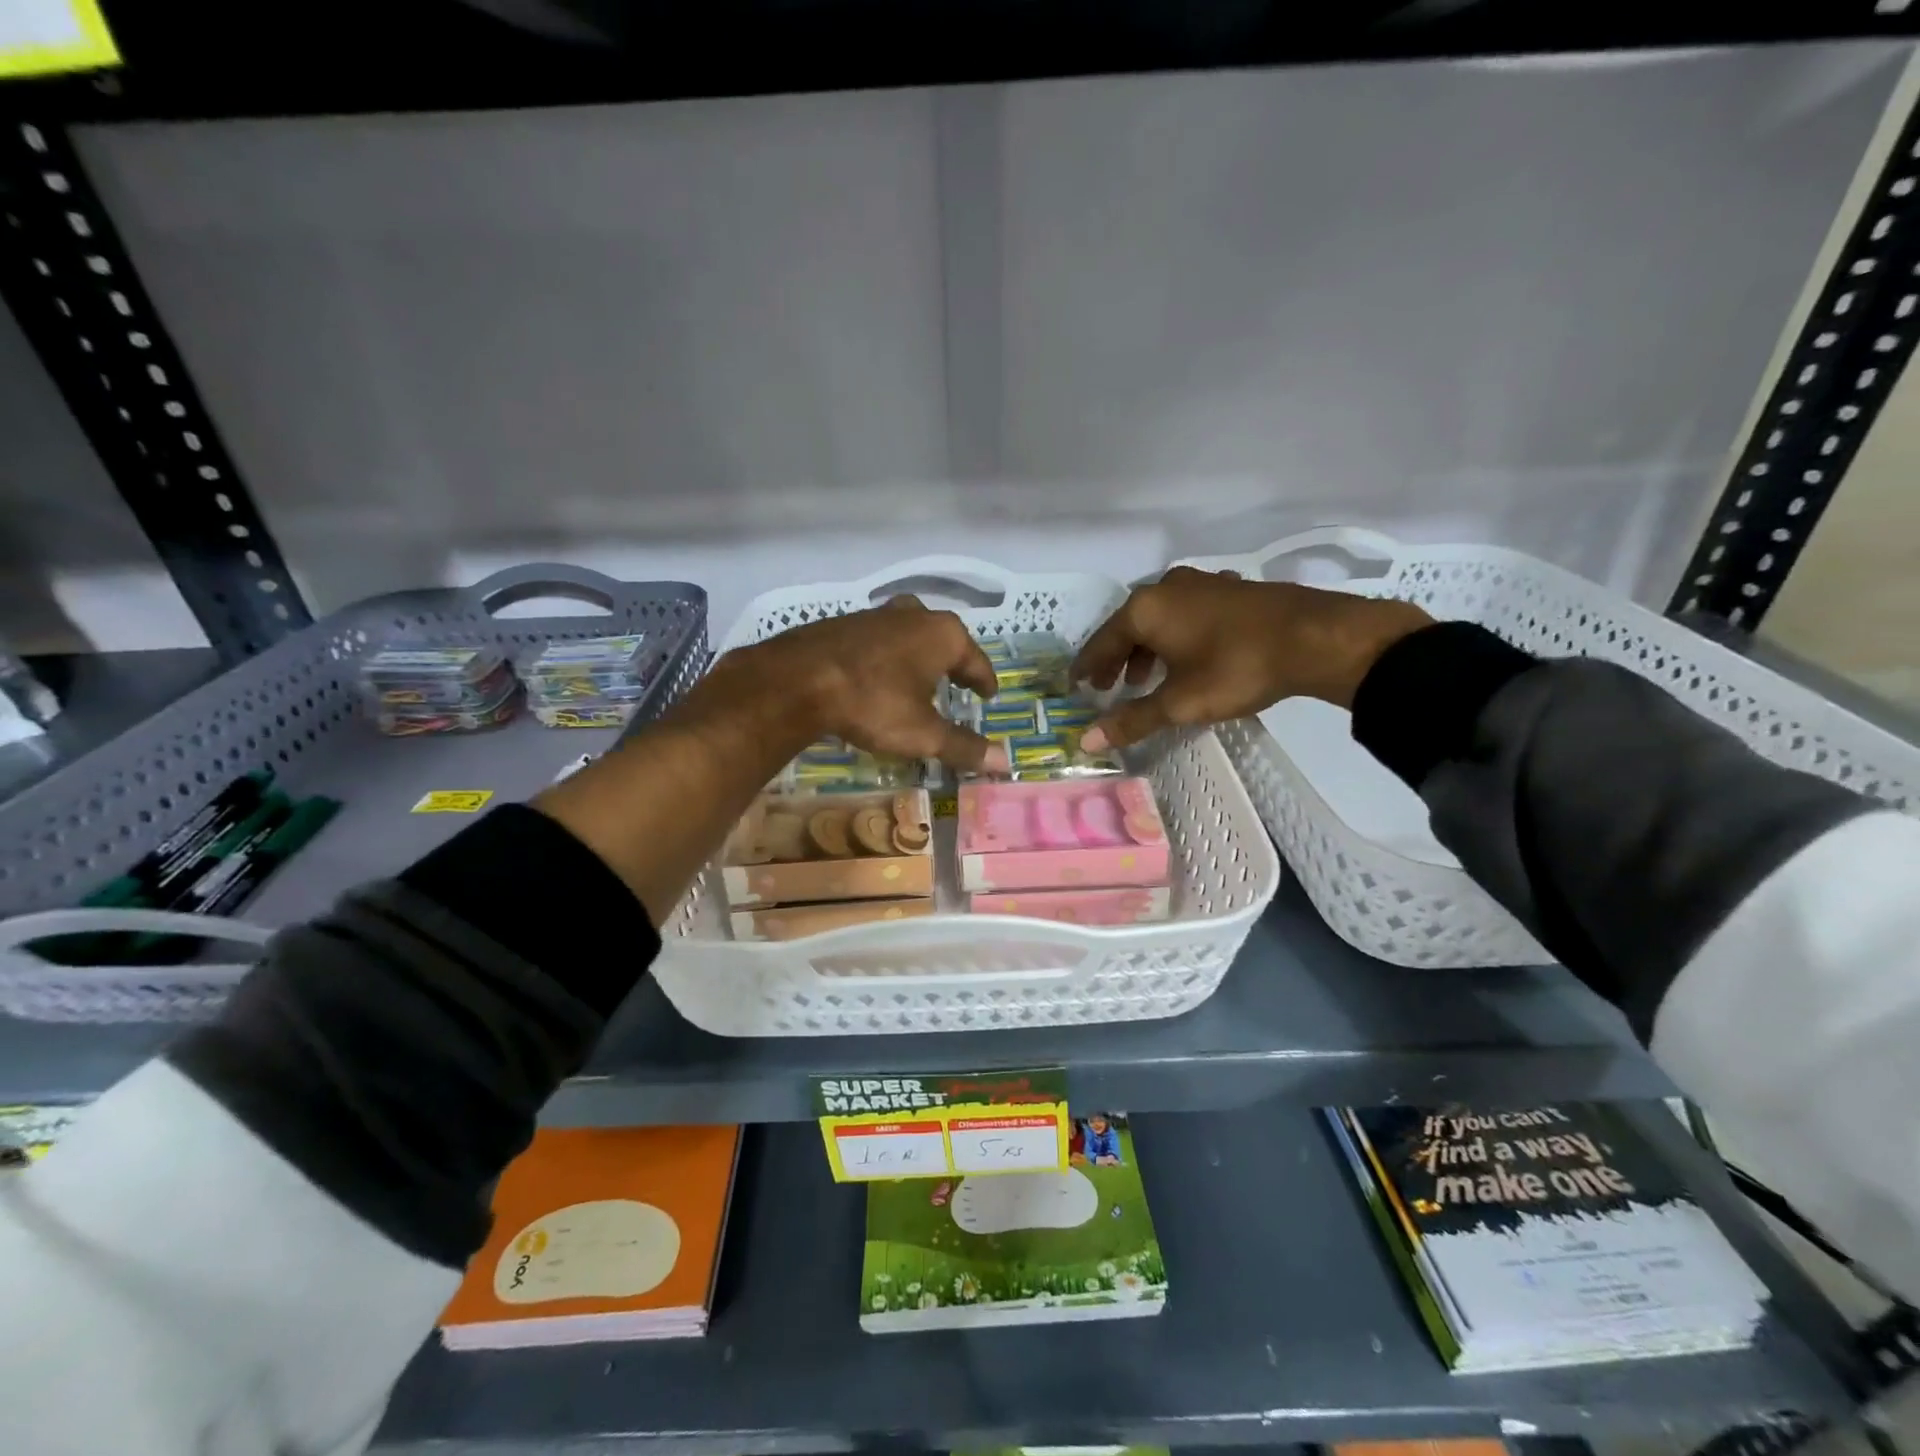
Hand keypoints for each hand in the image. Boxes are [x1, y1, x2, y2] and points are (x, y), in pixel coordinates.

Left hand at [704, 595, 1008, 774]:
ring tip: (917, 682)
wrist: (798, 679)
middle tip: (957, 685)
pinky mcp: (846, 622)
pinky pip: (880, 640)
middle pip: (944, 641)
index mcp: (944, 635)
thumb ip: (964, 746)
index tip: (989, 695)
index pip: (976, 661)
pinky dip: (887, 657)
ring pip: (910, 636)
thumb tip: (1005, 762)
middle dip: (951, 664)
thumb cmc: (874, 703)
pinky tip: (877, 677)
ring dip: (917, 658)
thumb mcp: (923, 733)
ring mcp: (878, 614)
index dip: (984, 682)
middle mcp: (915, 615)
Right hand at [1072, 566, 1432, 751]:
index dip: (1086, 668)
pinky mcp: (1228, 589)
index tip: (1074, 686)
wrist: (1315, 637)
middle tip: (1105, 687)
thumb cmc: (1237, 668)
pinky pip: (1185, 614)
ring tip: (1144, 679)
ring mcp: (1200, 583)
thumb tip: (1086, 741)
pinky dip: (1174, 636)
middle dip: (1115, 659)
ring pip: (1158, 619)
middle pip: (1127, 627)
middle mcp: (1166, 588)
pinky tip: (1187, 656)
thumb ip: (1131, 720)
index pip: (1101, 642)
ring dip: (1145, 649)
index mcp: (1145, 609)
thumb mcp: (1180, 702)